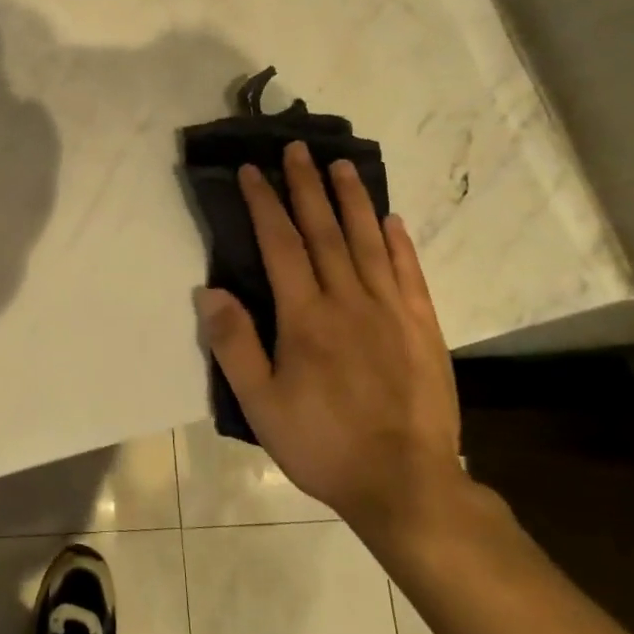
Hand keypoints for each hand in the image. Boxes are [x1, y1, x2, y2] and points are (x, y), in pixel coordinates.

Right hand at [197, 141, 469, 551]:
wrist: (406, 485)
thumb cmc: (323, 443)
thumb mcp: (261, 404)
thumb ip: (234, 344)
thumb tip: (210, 291)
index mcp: (306, 316)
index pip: (281, 244)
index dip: (264, 204)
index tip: (252, 171)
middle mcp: (349, 300)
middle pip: (324, 231)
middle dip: (307, 186)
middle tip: (298, 148)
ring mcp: (392, 311)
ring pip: (368, 242)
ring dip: (353, 200)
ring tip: (342, 165)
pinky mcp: (424, 328)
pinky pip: (409, 273)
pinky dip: (398, 243)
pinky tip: (392, 219)